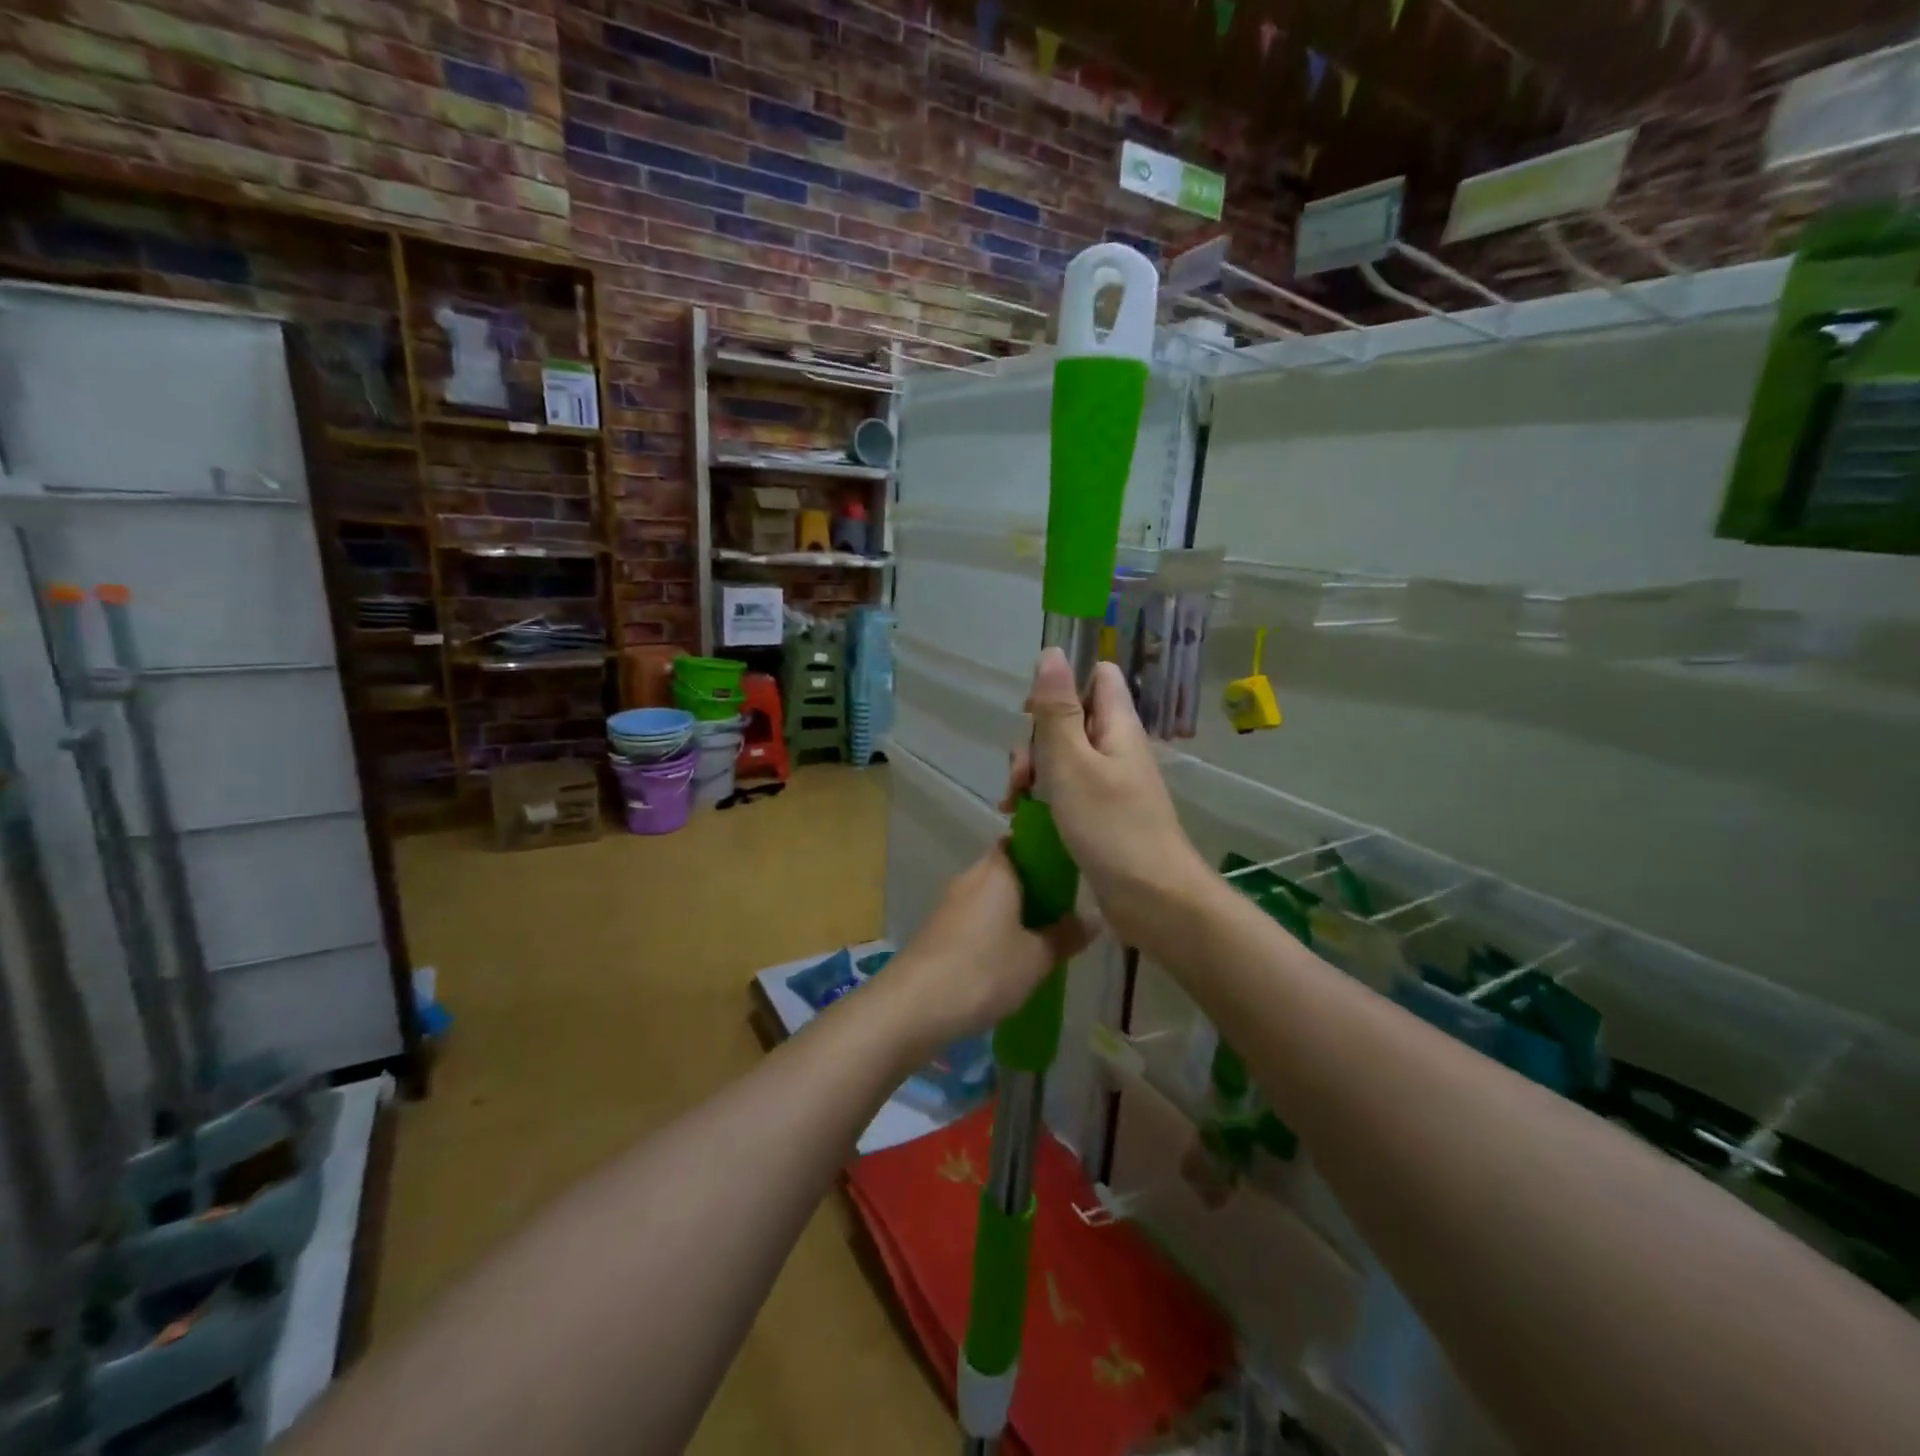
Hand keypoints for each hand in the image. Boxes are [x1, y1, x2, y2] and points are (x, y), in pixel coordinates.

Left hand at [876, 846, 1090, 1056]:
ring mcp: (948, 904)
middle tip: (1064, 911)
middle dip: (1033, 887)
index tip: (1068, 870)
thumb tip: (1095, 917)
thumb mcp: (1036, 958)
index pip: (1020, 841)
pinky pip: (974, 918)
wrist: (914, 1006)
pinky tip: (1009, 957)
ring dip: (1013, 911)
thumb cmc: (983, 971)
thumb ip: (1066, 936)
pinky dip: (992, 929)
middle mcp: (969, 878)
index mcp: (996, 870)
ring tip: (1043, 937)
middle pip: (1006, 870)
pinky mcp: (937, 930)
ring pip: (989, 897)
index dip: (1043, 851)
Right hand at [1003, 648, 1209, 956]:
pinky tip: (1019, 818)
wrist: (1152, 899)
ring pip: (1063, 758)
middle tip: (1021, 775)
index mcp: (1117, 726)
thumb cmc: (1110, 827)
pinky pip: (1066, 790)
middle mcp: (1116, 748)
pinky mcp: (1101, 814)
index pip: (1096, 677)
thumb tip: (1052, 652)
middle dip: (1036, 741)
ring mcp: (1110, 782)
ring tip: (1013, 804)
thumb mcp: (1072, 763)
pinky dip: (1042, 798)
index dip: (1062, 685)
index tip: (1031, 714)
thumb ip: (1057, 710)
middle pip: (1070, 720)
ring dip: (1032, 773)